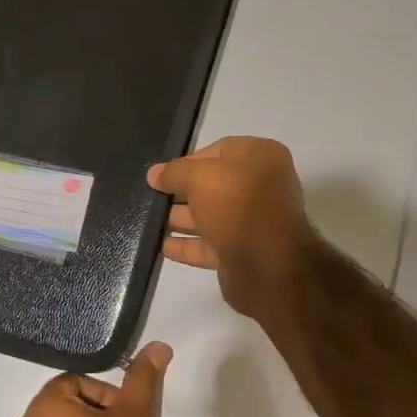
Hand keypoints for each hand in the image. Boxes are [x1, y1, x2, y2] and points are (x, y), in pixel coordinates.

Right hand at [147, 137, 310, 318]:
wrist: (267, 266)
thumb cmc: (237, 206)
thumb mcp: (200, 177)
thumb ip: (175, 172)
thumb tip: (154, 174)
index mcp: (261, 158)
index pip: (219, 150)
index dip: (188, 161)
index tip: (162, 174)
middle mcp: (261, 187)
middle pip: (213, 185)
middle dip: (181, 191)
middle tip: (151, 196)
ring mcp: (252, 222)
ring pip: (210, 216)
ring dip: (180, 218)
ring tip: (149, 220)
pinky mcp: (242, 252)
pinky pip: (209, 245)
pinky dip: (187, 245)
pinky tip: (160, 245)